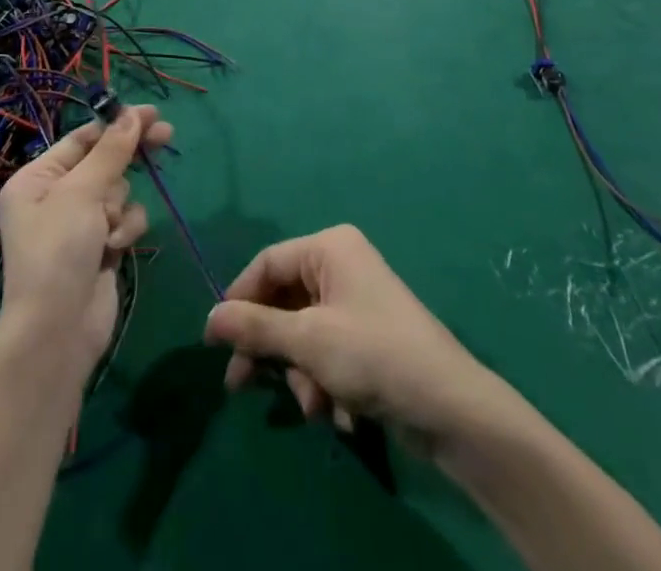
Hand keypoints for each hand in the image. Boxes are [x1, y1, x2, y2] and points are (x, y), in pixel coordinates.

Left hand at [0, 106, 172, 384]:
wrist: (57, 333)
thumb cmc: (58, 252)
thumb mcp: (81, 193)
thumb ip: (111, 152)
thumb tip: (132, 115)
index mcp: (37, 178)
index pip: (83, 139)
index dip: (117, 124)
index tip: (150, 113)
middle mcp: (55, 197)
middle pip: (104, 161)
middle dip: (130, 155)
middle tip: (167, 135)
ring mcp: (79, 224)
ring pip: (119, 191)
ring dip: (120, 206)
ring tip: (107, 230)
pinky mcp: (100, 247)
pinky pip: (124, 219)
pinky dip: (125, 230)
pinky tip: (114, 249)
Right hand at [204, 225, 497, 445]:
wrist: (450, 408)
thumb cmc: (373, 356)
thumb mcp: (307, 342)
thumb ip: (255, 328)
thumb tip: (209, 317)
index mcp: (329, 248)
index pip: (268, 263)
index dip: (238, 300)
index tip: (215, 342)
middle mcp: (341, 265)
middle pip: (284, 301)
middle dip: (271, 349)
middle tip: (241, 386)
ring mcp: (356, 302)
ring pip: (303, 334)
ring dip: (302, 375)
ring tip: (316, 407)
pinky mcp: (368, 338)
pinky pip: (327, 352)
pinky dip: (326, 383)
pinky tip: (342, 414)